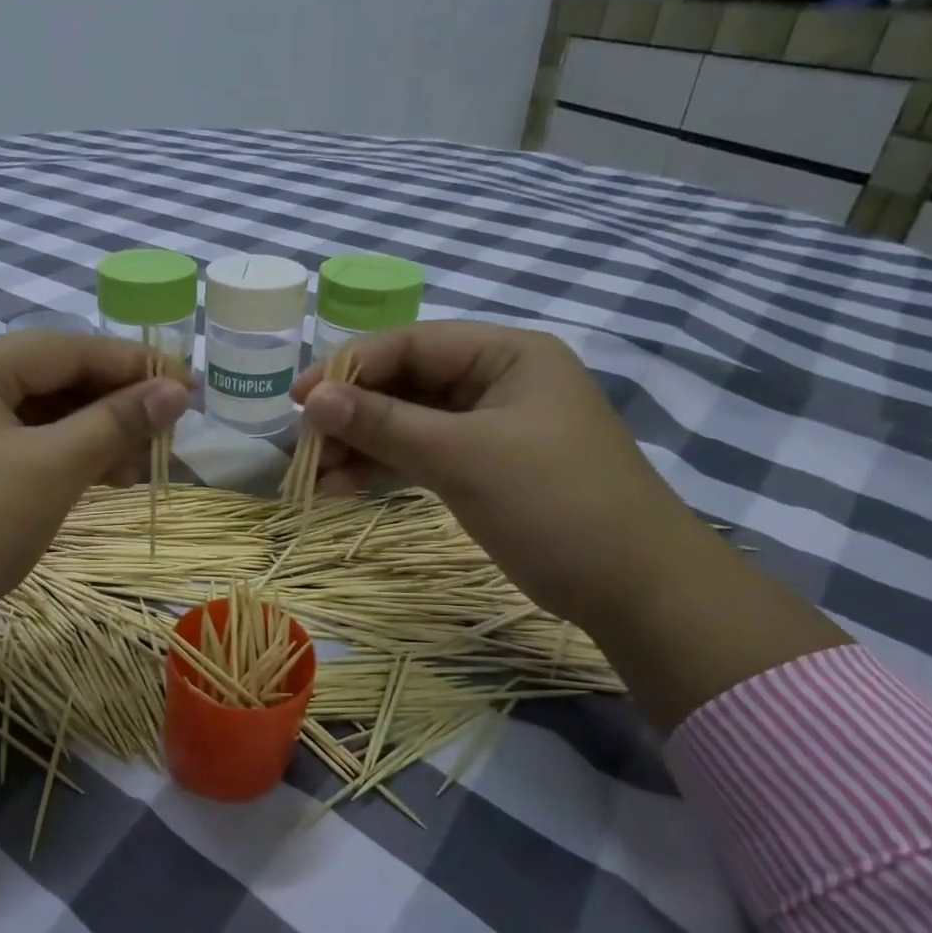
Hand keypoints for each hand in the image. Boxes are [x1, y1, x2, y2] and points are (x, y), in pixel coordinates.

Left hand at [0, 331, 190, 736]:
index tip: (186, 386)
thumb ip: (115, 423)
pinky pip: (30, 446)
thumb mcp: (51, 469)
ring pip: (46, 416)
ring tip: (140, 466)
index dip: (132, 364)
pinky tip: (106, 478)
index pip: (66, 349)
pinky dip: (70, 458)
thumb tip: (177, 391)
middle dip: (115, 404)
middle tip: (167, 431)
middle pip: (55, 379)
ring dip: (97, 435)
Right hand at [294, 322, 699, 628]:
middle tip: (304, 446)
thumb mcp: (463, 457)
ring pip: (407, 423)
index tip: (299, 400)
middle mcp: (495, 381)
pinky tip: (343, 489)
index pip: (412, 344)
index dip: (350, 367)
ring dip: (361, 446)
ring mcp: (488, 427)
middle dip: (352, 414)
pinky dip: (383, 469)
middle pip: (405, 383)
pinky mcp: (481, 467)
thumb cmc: (555, 503)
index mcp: (506, 355)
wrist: (632, 588)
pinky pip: (420, 455)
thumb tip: (312, 400)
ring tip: (315, 477)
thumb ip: (384, 424)